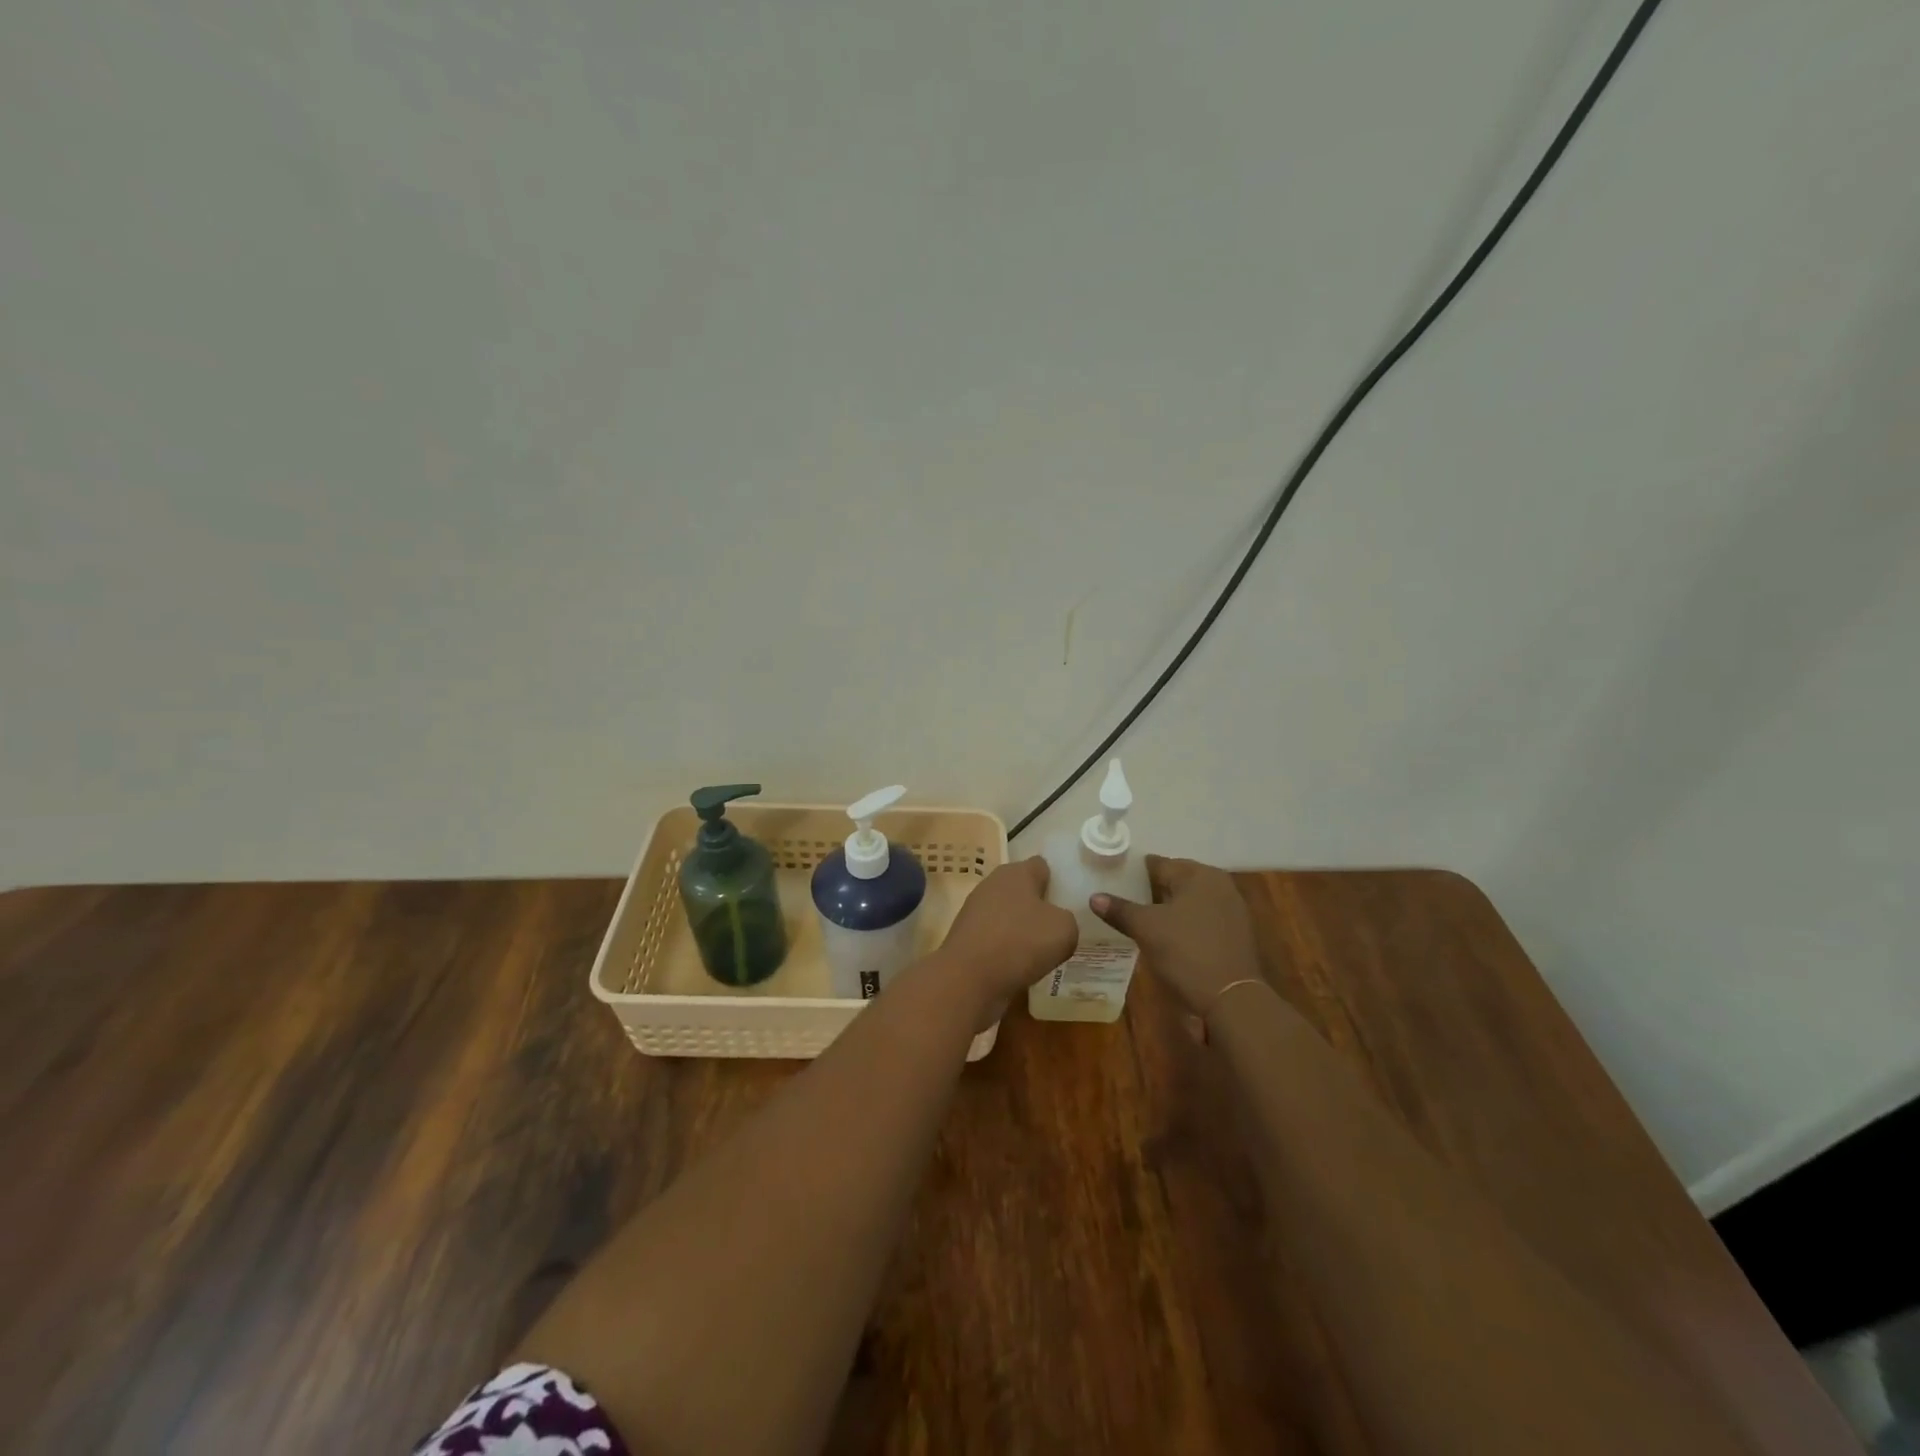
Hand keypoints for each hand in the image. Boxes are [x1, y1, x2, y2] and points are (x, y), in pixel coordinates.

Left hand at [936, 857, 1077, 1012]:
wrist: (968, 978)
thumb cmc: (1021, 943)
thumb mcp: (1064, 930)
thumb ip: (1067, 919)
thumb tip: (1055, 922)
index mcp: (1016, 872)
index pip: (1041, 866)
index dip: (1055, 880)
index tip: (1068, 900)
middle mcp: (993, 884)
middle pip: (1022, 889)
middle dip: (1038, 906)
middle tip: (1057, 928)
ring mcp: (975, 910)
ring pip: (1007, 914)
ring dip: (1021, 929)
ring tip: (1040, 952)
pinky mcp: (966, 936)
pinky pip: (995, 937)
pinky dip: (1006, 948)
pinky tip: (1018, 966)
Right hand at [1091, 856, 1263, 1018]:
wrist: (1231, 1000)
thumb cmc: (1186, 952)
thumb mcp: (1146, 929)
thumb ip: (1120, 909)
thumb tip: (1094, 897)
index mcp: (1200, 874)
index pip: (1160, 864)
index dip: (1134, 872)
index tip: (1113, 880)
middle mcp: (1220, 885)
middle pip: (1176, 881)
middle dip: (1150, 890)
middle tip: (1122, 901)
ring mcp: (1232, 910)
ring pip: (1189, 901)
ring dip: (1167, 909)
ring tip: (1139, 920)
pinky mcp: (1236, 935)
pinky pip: (1201, 919)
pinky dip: (1184, 924)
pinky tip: (1166, 937)